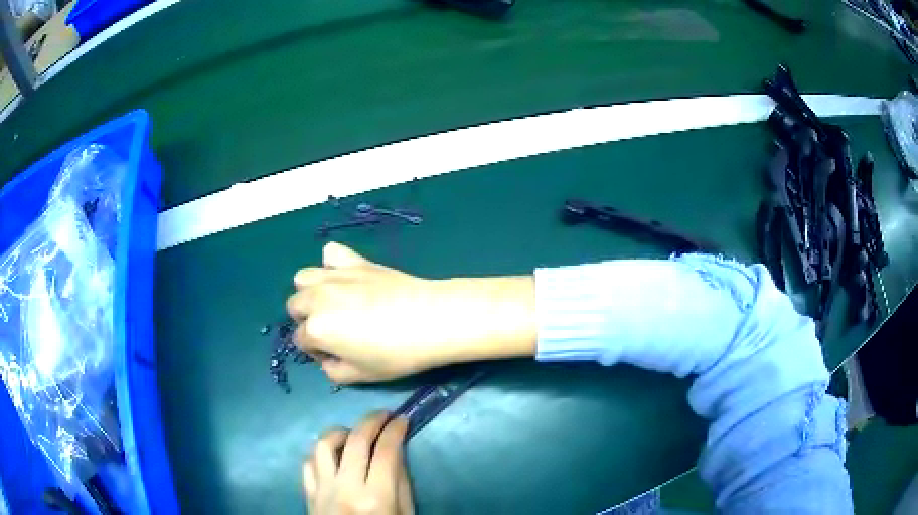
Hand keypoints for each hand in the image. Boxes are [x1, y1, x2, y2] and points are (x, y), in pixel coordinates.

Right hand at [287, 242, 535, 383]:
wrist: (431, 319)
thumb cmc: (396, 354)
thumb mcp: (361, 376)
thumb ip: (333, 371)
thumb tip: (328, 359)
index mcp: (316, 328)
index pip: (301, 341)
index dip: (317, 351)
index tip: (338, 355)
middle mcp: (317, 298)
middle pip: (295, 306)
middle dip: (308, 320)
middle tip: (335, 331)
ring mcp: (335, 275)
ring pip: (304, 278)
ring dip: (311, 292)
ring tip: (334, 304)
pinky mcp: (355, 261)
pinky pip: (331, 253)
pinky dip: (333, 264)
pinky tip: (347, 278)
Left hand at [304, 412, 413, 514]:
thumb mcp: (404, 514)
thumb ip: (400, 483)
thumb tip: (394, 451)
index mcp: (376, 498)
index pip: (385, 451)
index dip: (395, 430)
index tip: (402, 420)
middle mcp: (345, 489)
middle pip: (355, 441)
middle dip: (372, 421)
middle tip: (383, 415)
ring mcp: (322, 490)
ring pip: (323, 445)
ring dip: (341, 431)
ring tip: (354, 433)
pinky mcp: (308, 494)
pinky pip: (308, 463)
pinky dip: (320, 452)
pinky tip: (333, 454)